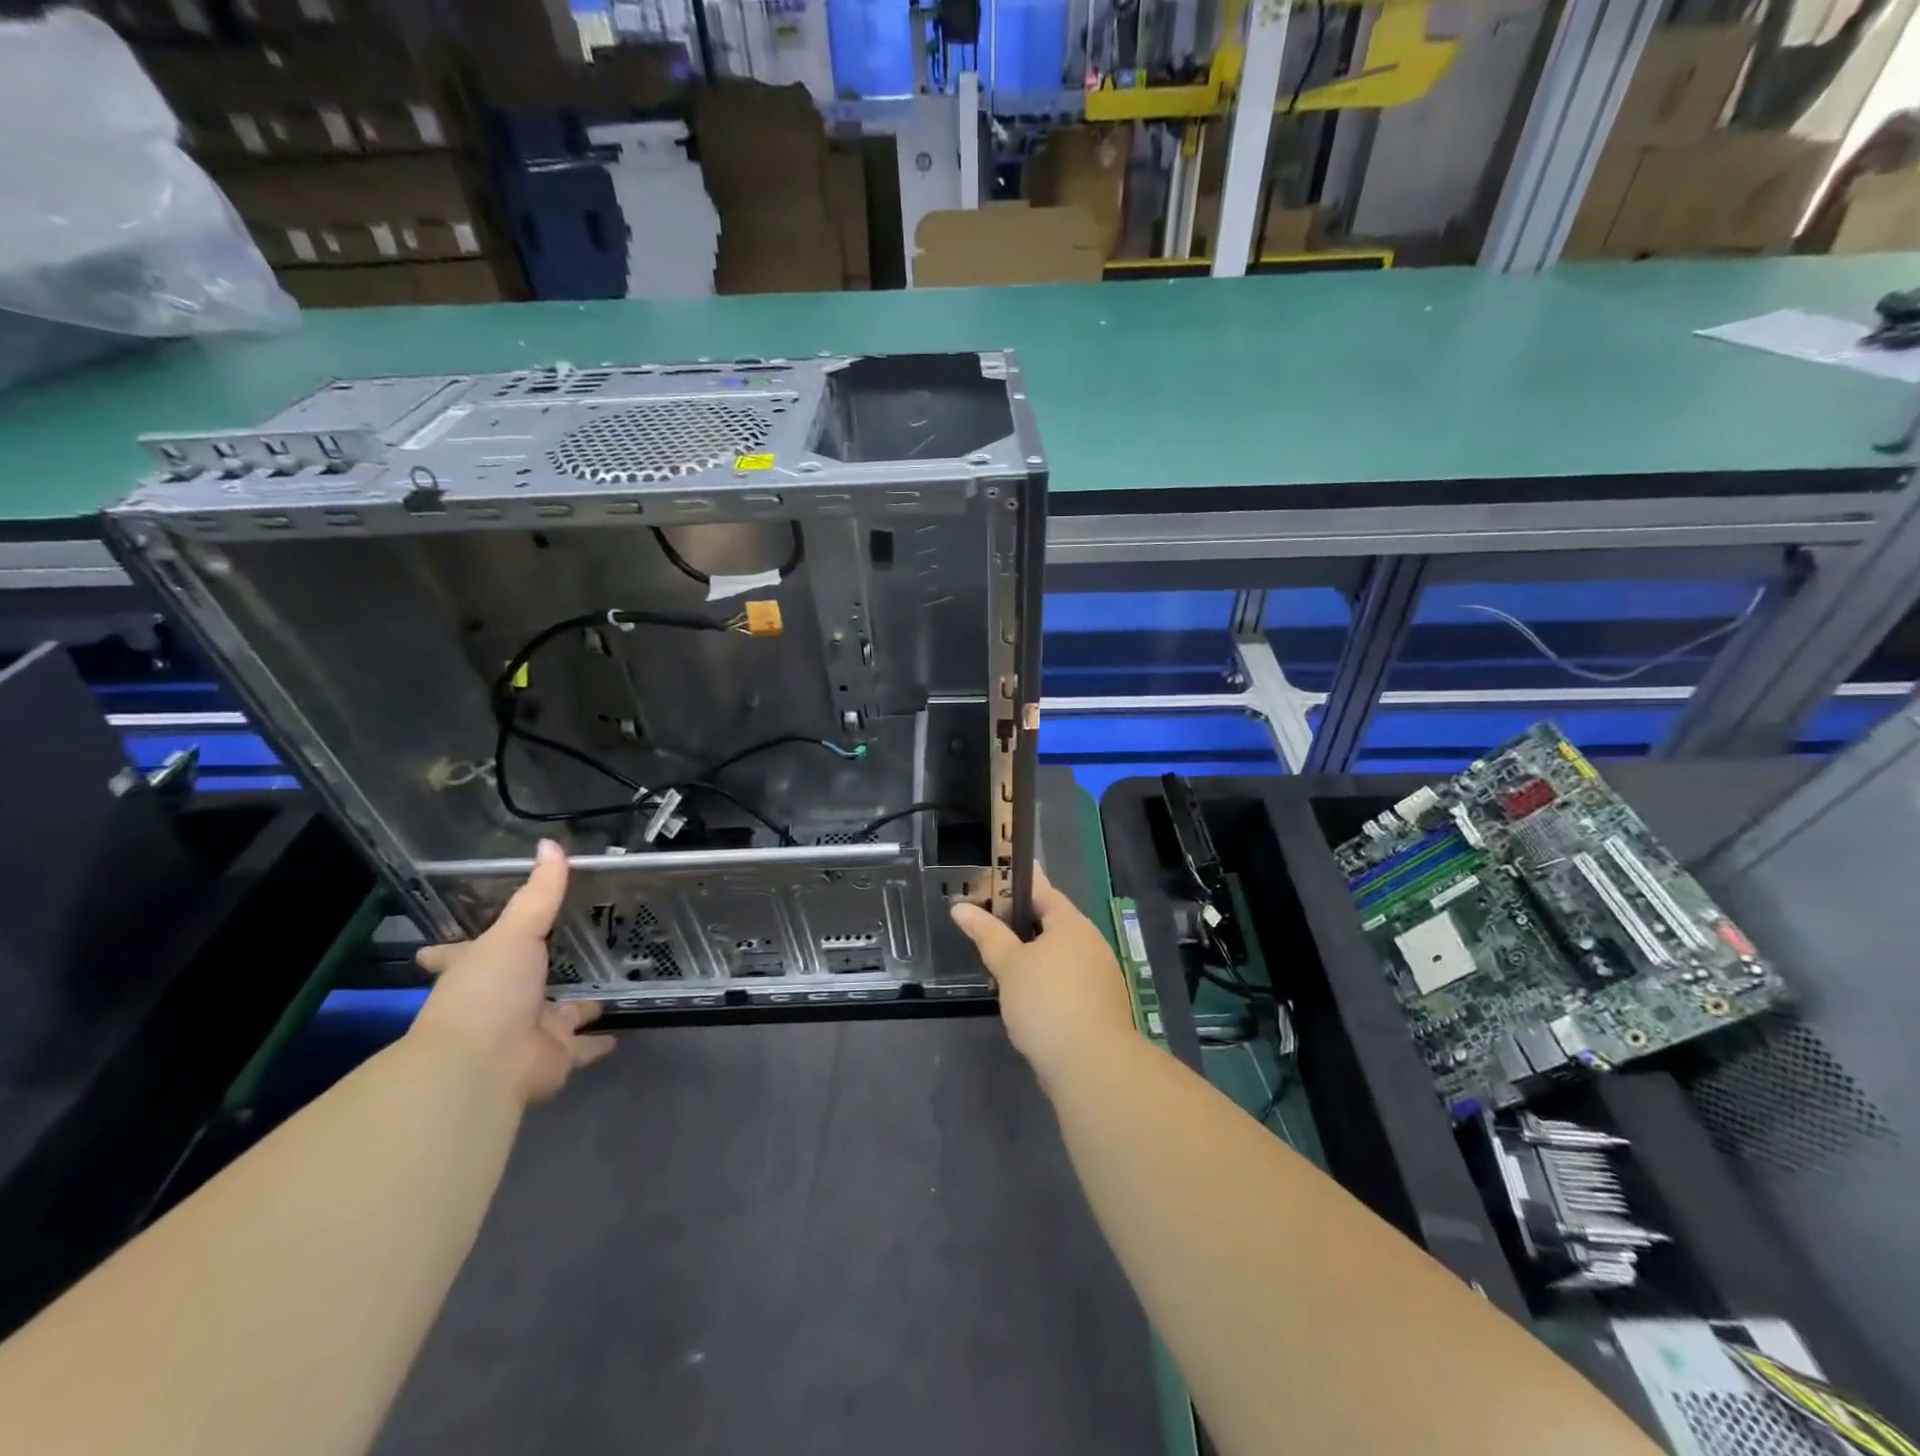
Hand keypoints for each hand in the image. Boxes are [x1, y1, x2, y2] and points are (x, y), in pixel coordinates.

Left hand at [412, 839, 614, 1103]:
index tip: (431, 950)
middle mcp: (499, 1003)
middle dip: (532, 978)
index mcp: (476, 973)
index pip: (457, 956)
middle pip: (516, 987)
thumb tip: (552, 844)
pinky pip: (582, 1048)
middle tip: (556, 961)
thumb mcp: (514, 933)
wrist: (483, 1067)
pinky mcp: (554, 1058)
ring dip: (575, 1010)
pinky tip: (618, 1034)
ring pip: (557, 1017)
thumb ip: (539, 893)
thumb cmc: (488, 992)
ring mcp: (528, 1033)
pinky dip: (597, 1044)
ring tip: (603, 995)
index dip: (450, 951)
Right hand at [951, 865, 1137, 1081]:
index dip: (1017, 883)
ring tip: (1001, 961)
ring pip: (1060, 953)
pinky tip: (1025, 995)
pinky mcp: (1100, 1004)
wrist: (1092, 1065)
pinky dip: (1046, 979)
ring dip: (1033, 954)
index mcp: (1072, 924)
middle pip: (1052, 922)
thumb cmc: (1047, 1002)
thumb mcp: (1009, 965)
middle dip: (1022, 922)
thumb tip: (961, 908)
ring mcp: (1100, 974)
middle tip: (988, 922)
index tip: (996, 876)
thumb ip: (986, 934)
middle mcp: (1091, 942)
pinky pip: (1067, 979)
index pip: (1043, 890)